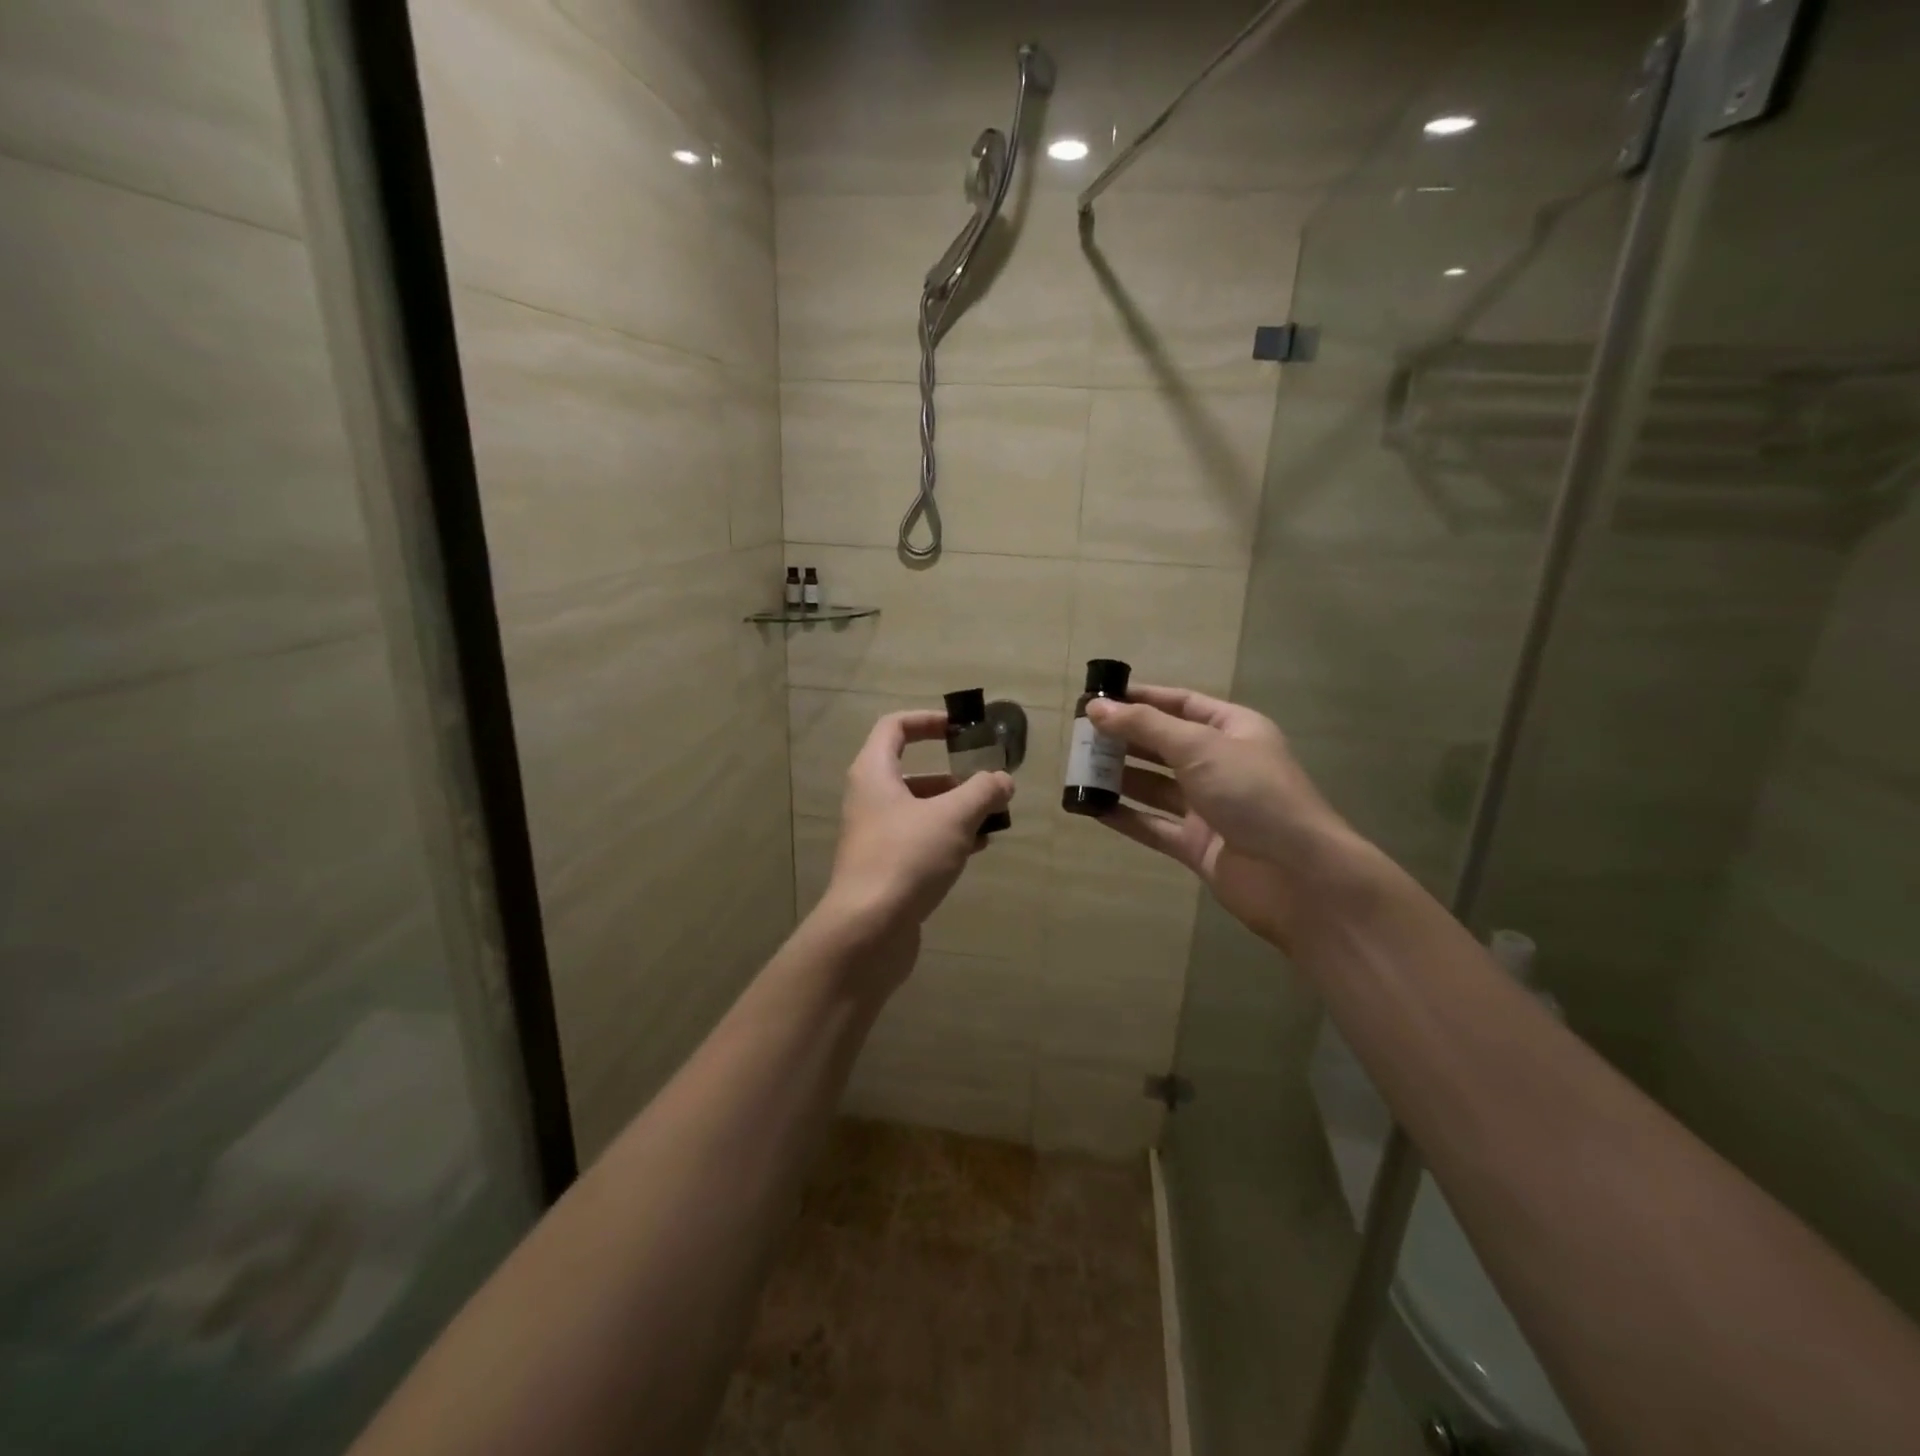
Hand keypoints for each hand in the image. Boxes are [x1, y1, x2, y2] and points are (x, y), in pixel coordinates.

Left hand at [820, 710, 1014, 949]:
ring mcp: (876, 836)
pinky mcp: (886, 868)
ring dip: (956, 809)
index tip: (961, 729)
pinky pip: (920, 840)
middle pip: (912, 773)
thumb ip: (983, 792)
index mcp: (874, 774)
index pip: (895, 728)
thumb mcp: (953, 817)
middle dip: (954, 776)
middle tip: (987, 782)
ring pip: (920, 810)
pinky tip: (978, 847)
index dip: (928, 721)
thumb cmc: (907, 857)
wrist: (868, 929)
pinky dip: (948, 837)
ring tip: (993, 818)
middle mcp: (869, 800)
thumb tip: (1002, 780)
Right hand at [1085, 685, 1365, 948]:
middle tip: (1079, 736)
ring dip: (1119, 777)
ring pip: (1154, 786)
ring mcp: (1208, 807)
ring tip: (1077, 769)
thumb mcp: (1199, 747)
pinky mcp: (1196, 844)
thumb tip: (1096, 709)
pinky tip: (1090, 808)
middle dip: (1124, 738)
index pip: (1181, 704)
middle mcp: (1220, 764)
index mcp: (1232, 730)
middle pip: (1163, 745)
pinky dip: (1123, 816)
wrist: (1298, 876)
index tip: (1098, 699)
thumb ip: (1145, 727)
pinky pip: (1152, 825)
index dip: (1140, 699)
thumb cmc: (1253, 793)